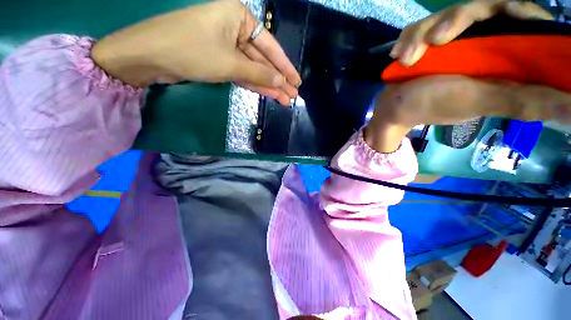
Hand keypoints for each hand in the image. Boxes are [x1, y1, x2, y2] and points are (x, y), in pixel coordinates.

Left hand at [92, 0, 300, 105]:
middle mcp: (235, 29)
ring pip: (254, 69)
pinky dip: (255, 84)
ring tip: (284, 99)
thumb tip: (281, 82)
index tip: (297, 82)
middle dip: (278, 80)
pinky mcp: (220, 60)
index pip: (270, 47)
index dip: (285, 68)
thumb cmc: (191, 50)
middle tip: (293, 96)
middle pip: (263, 59)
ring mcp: (227, 46)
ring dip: (268, 85)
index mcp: (239, 17)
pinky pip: (243, 73)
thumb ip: (259, 72)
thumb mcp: (230, 63)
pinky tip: (268, 94)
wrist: (149, 57)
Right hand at [365, 0, 565, 152]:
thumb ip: (524, 101)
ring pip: (447, 15)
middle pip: (483, 8)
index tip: (503, 13)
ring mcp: (453, 42)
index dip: (518, 11)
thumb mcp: (478, 101)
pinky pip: (422, 26)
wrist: (394, 109)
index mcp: (504, 58)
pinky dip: (409, 38)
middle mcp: (483, 44)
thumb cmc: (430, 106)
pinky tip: (399, 55)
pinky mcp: (429, 43)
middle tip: (435, 41)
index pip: (525, 20)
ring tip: (406, 59)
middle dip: (455, 19)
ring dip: (422, 33)